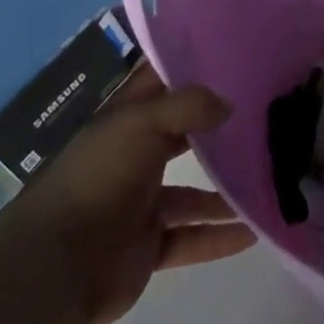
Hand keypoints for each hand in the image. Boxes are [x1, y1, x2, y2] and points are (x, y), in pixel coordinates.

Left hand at [21, 69, 255, 323]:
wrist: (54, 267)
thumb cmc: (98, 179)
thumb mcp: (142, 124)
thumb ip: (188, 107)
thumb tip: (229, 105)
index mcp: (123, 124)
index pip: (157, 86)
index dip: (186, 69)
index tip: (228, 56)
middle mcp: (131, 160)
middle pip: (179, 138)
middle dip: (215, 130)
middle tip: (262, 117)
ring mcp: (138, 206)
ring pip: (191, 194)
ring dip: (225, 191)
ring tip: (268, 181)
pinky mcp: (146, 248)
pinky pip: (191, 238)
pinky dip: (219, 236)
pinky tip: (254, 232)